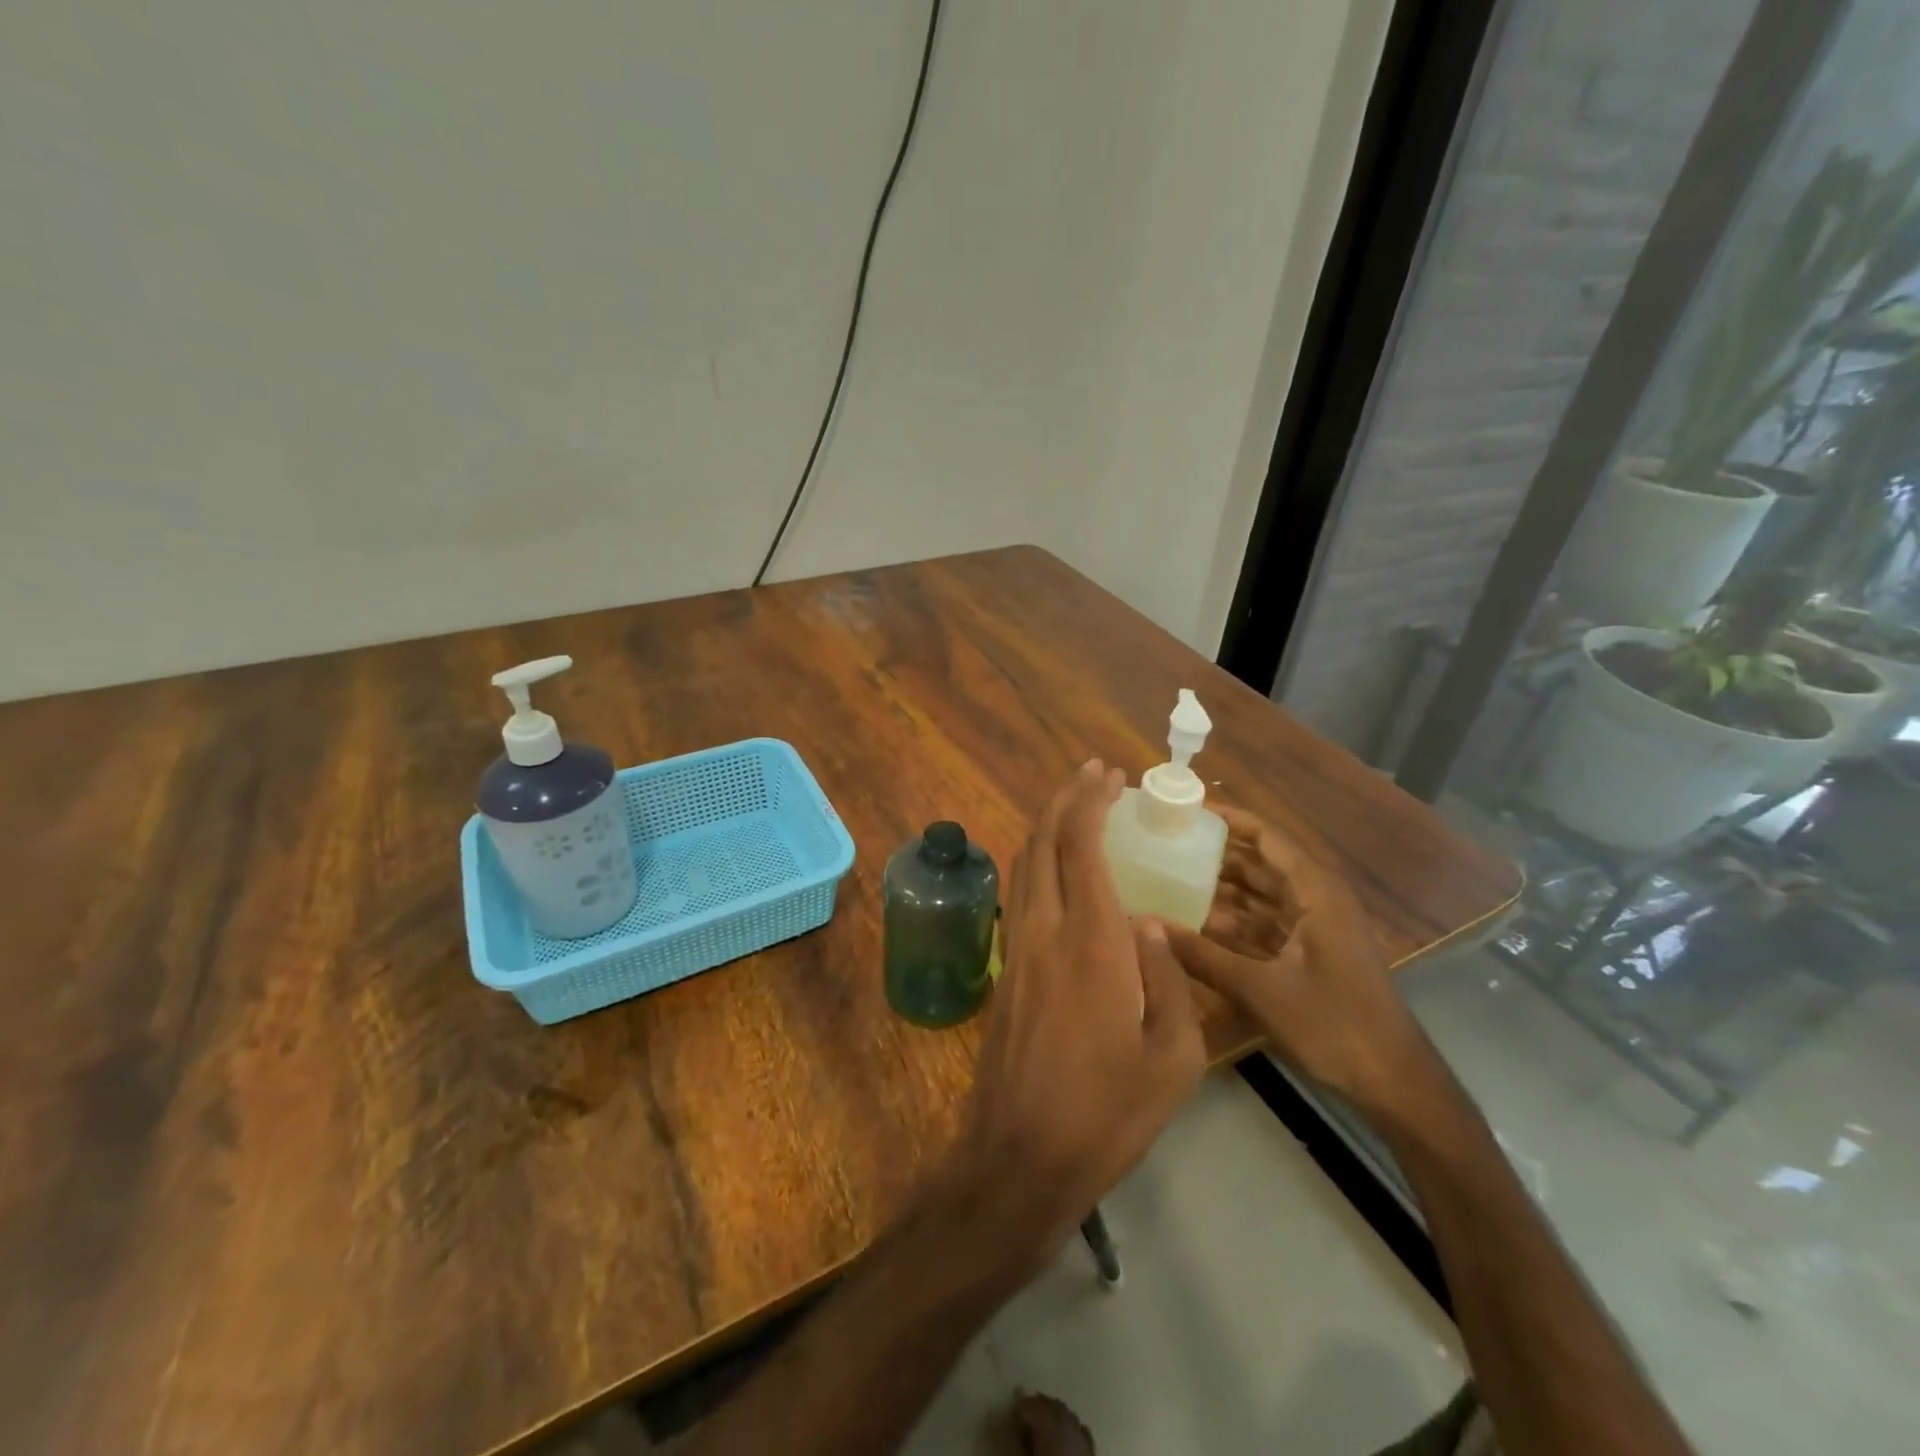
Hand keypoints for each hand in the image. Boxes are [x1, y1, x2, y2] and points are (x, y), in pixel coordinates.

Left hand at [940, 761, 1206, 1263]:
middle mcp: (1045, 930)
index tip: (1109, 776)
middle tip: (1092, 775)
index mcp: (1092, 943)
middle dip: (1065, 799)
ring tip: (1074, 807)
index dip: (1091, 802)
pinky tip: (1055, 868)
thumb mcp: (1175, 1058)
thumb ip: (1170, 980)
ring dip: (1046, 825)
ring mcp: (1016, 948)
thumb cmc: (1108, 1113)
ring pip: (1023, 864)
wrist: (1020, 1156)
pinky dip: (1036, 861)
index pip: (1082, 847)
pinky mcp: (1004, 969)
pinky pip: (1018, 894)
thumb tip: (1148, 924)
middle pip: (1043, 841)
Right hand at [1163, 805, 1430, 1119]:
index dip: (1229, 819)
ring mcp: (1316, 928)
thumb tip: (1144, 925)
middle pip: (1261, 863)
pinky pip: (1266, 923)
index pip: (1268, 837)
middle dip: (1217, 853)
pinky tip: (1197, 924)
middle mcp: (1317, 900)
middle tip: (1167, 845)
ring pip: (1262, 895)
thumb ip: (1202, 956)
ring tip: (1172, 878)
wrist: (1394, 1083)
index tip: (1187, 809)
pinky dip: (1235, 921)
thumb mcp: (1261, 989)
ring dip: (1222, 889)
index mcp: (1316, 892)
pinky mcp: (1311, 954)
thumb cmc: (1334, 1025)